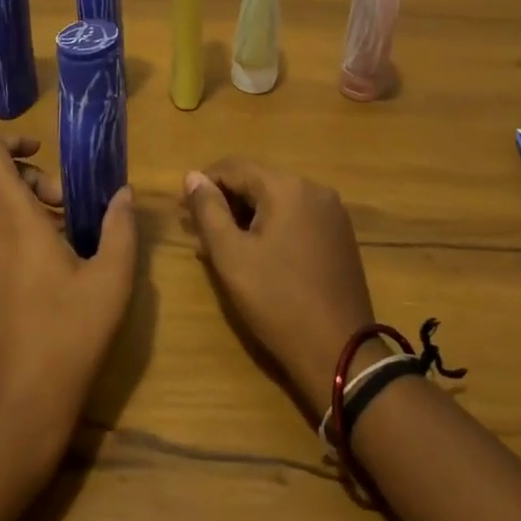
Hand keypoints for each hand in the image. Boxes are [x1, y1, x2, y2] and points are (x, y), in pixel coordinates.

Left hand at [0, 134, 137, 469]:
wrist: (11, 415)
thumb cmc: (67, 337)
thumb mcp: (111, 280)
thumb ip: (119, 227)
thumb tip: (122, 194)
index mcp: (10, 217)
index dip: (9, 141)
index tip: (42, 156)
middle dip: (30, 185)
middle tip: (68, 216)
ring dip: (18, 220)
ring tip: (56, 256)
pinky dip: (1, 254)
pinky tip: (30, 296)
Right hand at [183, 158, 376, 409]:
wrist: (340, 353)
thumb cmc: (277, 301)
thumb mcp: (231, 256)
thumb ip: (208, 210)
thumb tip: (193, 176)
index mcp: (288, 187)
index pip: (234, 167)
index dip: (202, 184)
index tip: (180, 210)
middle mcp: (314, 189)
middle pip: (257, 181)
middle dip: (224, 202)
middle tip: (197, 233)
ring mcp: (332, 213)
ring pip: (276, 201)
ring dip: (245, 216)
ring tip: (219, 247)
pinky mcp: (339, 236)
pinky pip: (295, 218)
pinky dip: (270, 227)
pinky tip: (254, 254)